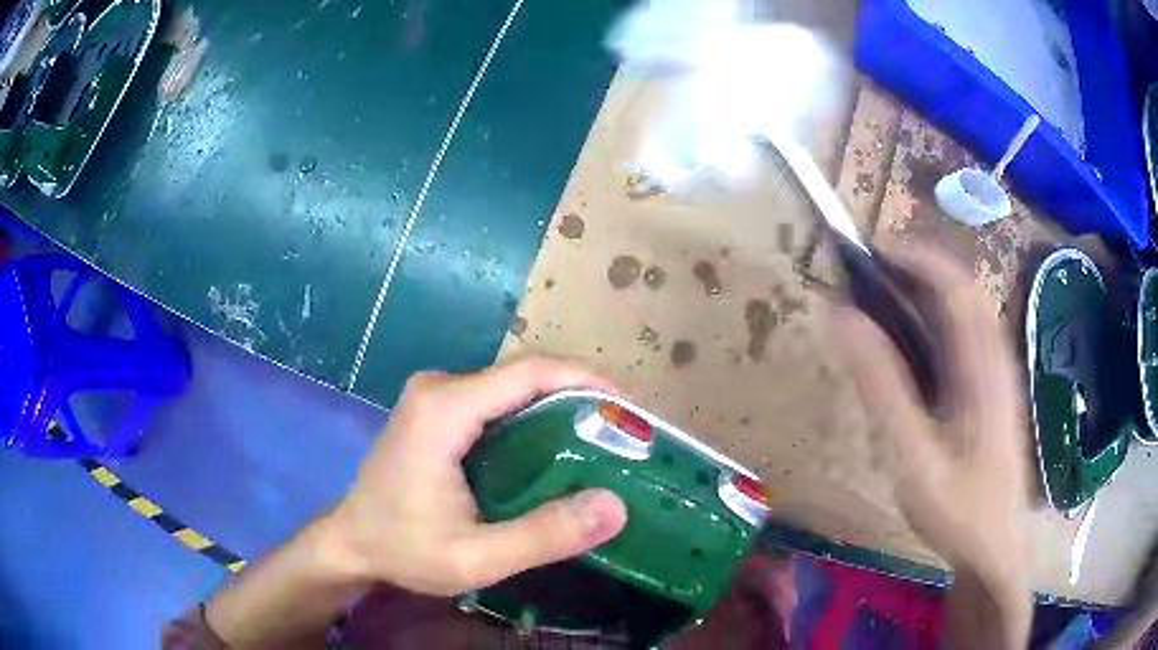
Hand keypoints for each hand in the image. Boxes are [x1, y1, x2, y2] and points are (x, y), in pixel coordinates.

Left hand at [320, 357, 628, 595]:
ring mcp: (435, 395)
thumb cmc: (404, 550)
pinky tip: (557, 447)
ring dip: (560, 405)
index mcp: (444, 409)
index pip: (529, 372)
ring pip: (513, 387)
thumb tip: (615, 506)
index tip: (630, 408)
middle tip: (624, 432)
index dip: (586, 380)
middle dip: (580, 395)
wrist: (350, 542)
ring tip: (603, 439)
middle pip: (525, 375)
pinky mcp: (436, 409)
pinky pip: (497, 401)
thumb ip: (543, 536)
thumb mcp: (476, 558)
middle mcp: (440, 388)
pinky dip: (534, 417)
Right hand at [834, 243, 1028, 586]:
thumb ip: (882, 386)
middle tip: (871, 274)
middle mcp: (997, 357)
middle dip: (919, 268)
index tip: (871, 250)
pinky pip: (970, 337)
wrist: (993, 547)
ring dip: (930, 293)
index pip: (954, 284)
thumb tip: (843, 318)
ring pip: (968, 311)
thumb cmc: (956, 507)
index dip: (914, 256)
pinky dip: (940, 321)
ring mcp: (1000, 373)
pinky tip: (918, 347)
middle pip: (963, 290)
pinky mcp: (996, 390)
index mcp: (982, 365)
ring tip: (887, 301)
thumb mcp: (912, 454)